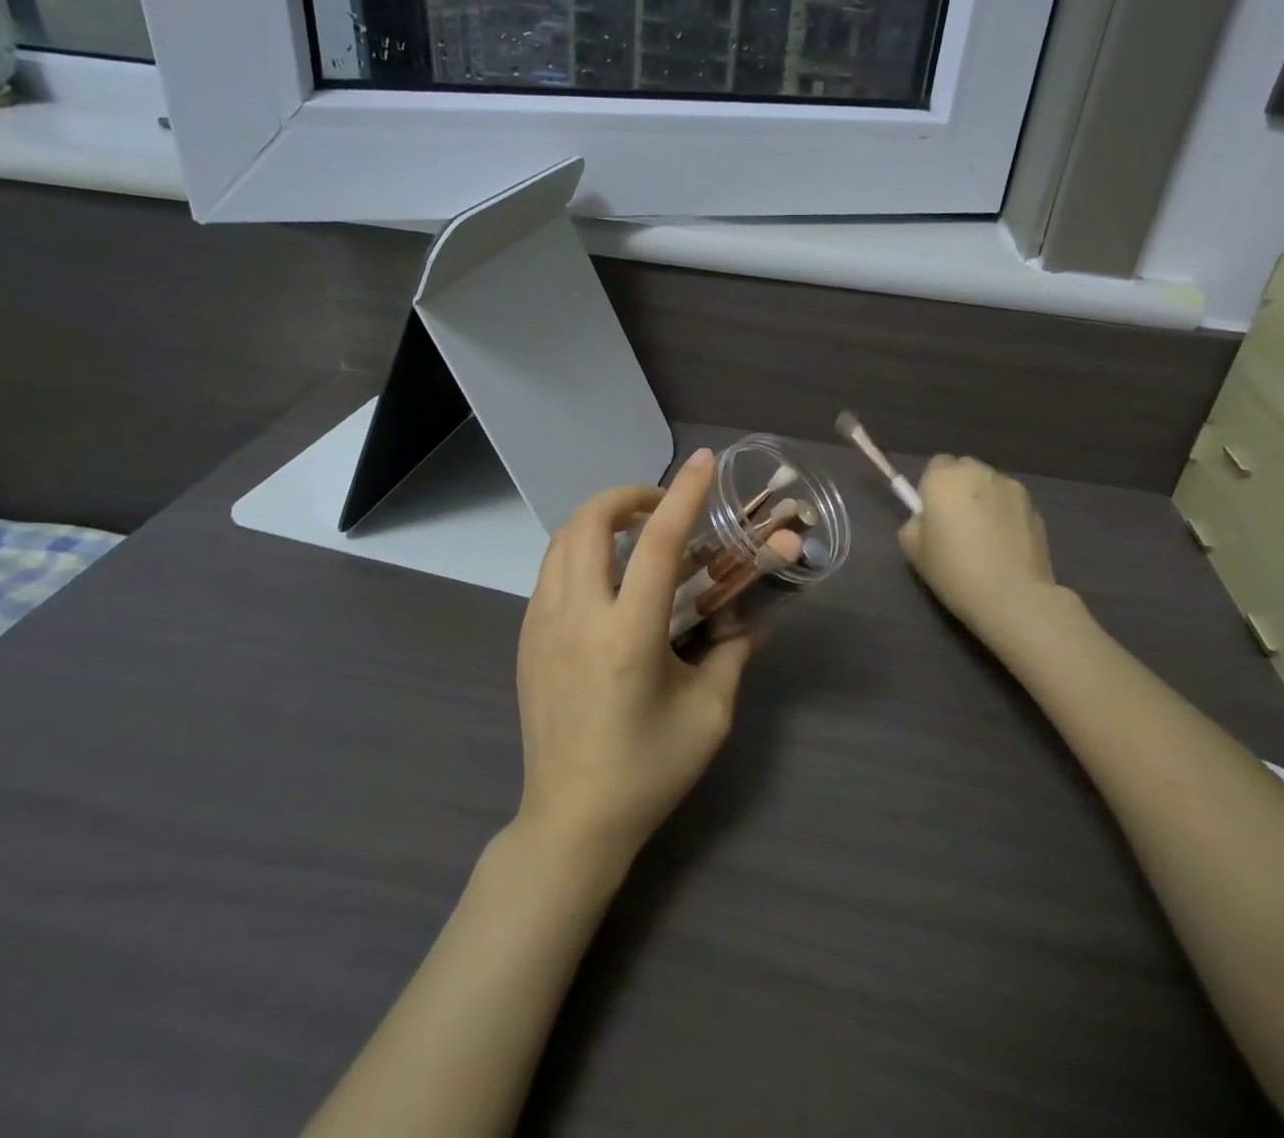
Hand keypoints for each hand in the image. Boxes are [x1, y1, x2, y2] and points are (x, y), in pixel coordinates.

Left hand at [513, 448, 756, 876]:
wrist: (571, 822)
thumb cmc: (647, 771)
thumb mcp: (709, 714)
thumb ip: (733, 653)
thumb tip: (756, 615)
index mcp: (628, 635)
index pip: (659, 543)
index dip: (684, 494)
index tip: (703, 461)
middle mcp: (577, 617)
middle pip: (589, 522)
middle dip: (627, 496)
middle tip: (661, 508)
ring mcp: (542, 626)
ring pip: (562, 540)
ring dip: (600, 521)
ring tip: (635, 536)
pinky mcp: (527, 639)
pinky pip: (551, 571)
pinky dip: (579, 551)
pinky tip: (606, 580)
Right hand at [898, 455, 1056, 641]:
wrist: (1012, 596)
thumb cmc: (954, 571)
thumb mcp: (913, 550)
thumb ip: (915, 522)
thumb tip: (927, 519)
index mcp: (944, 478)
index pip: (936, 465)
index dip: (933, 487)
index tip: (933, 514)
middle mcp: (979, 473)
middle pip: (965, 469)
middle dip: (960, 488)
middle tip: (957, 523)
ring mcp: (1012, 488)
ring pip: (991, 485)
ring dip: (985, 499)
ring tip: (986, 536)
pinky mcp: (1036, 508)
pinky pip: (1011, 503)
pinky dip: (1006, 515)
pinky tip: (1005, 545)